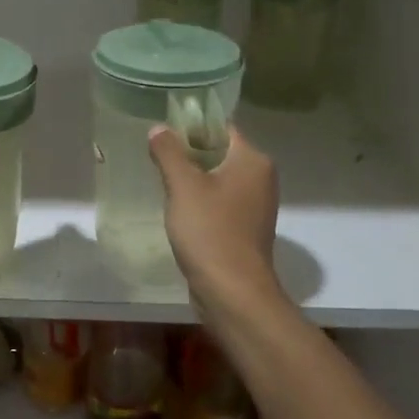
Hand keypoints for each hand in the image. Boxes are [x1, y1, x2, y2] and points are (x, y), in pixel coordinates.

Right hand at [148, 124, 281, 316]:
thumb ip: (169, 152)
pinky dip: (202, 202)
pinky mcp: (246, 230)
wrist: (233, 292)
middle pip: (220, 152)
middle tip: (157, 158)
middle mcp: (261, 178)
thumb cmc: (210, 231)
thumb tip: (159, 128)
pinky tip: (179, 211)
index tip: (164, 132)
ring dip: (193, 180)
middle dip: (189, 153)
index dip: (192, 126)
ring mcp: (256, 206)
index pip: (222, 128)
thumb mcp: (183, 185)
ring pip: (219, 179)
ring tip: (164, 183)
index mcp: (253, 160)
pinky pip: (221, 203)